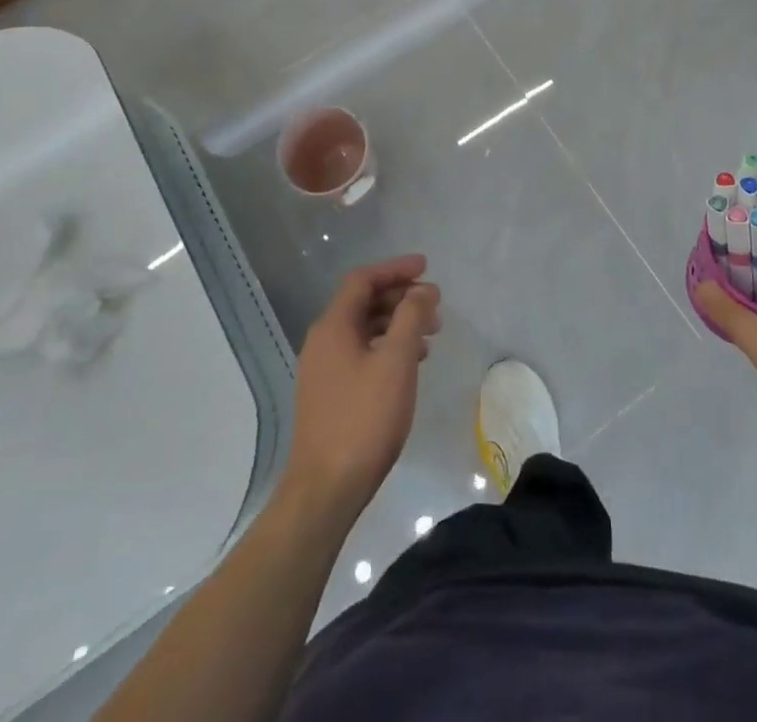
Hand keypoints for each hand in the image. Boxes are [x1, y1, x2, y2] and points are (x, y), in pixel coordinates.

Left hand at [285, 256, 441, 518]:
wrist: (326, 489)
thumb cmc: (364, 418)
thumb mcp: (396, 361)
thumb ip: (411, 317)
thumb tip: (422, 290)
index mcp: (333, 326)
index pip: (363, 280)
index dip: (395, 269)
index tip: (426, 268)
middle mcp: (322, 341)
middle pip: (363, 302)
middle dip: (400, 297)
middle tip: (434, 304)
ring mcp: (323, 369)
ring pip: (364, 329)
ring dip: (397, 323)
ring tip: (431, 334)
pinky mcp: (329, 394)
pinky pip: (361, 352)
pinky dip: (387, 346)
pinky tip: (410, 363)